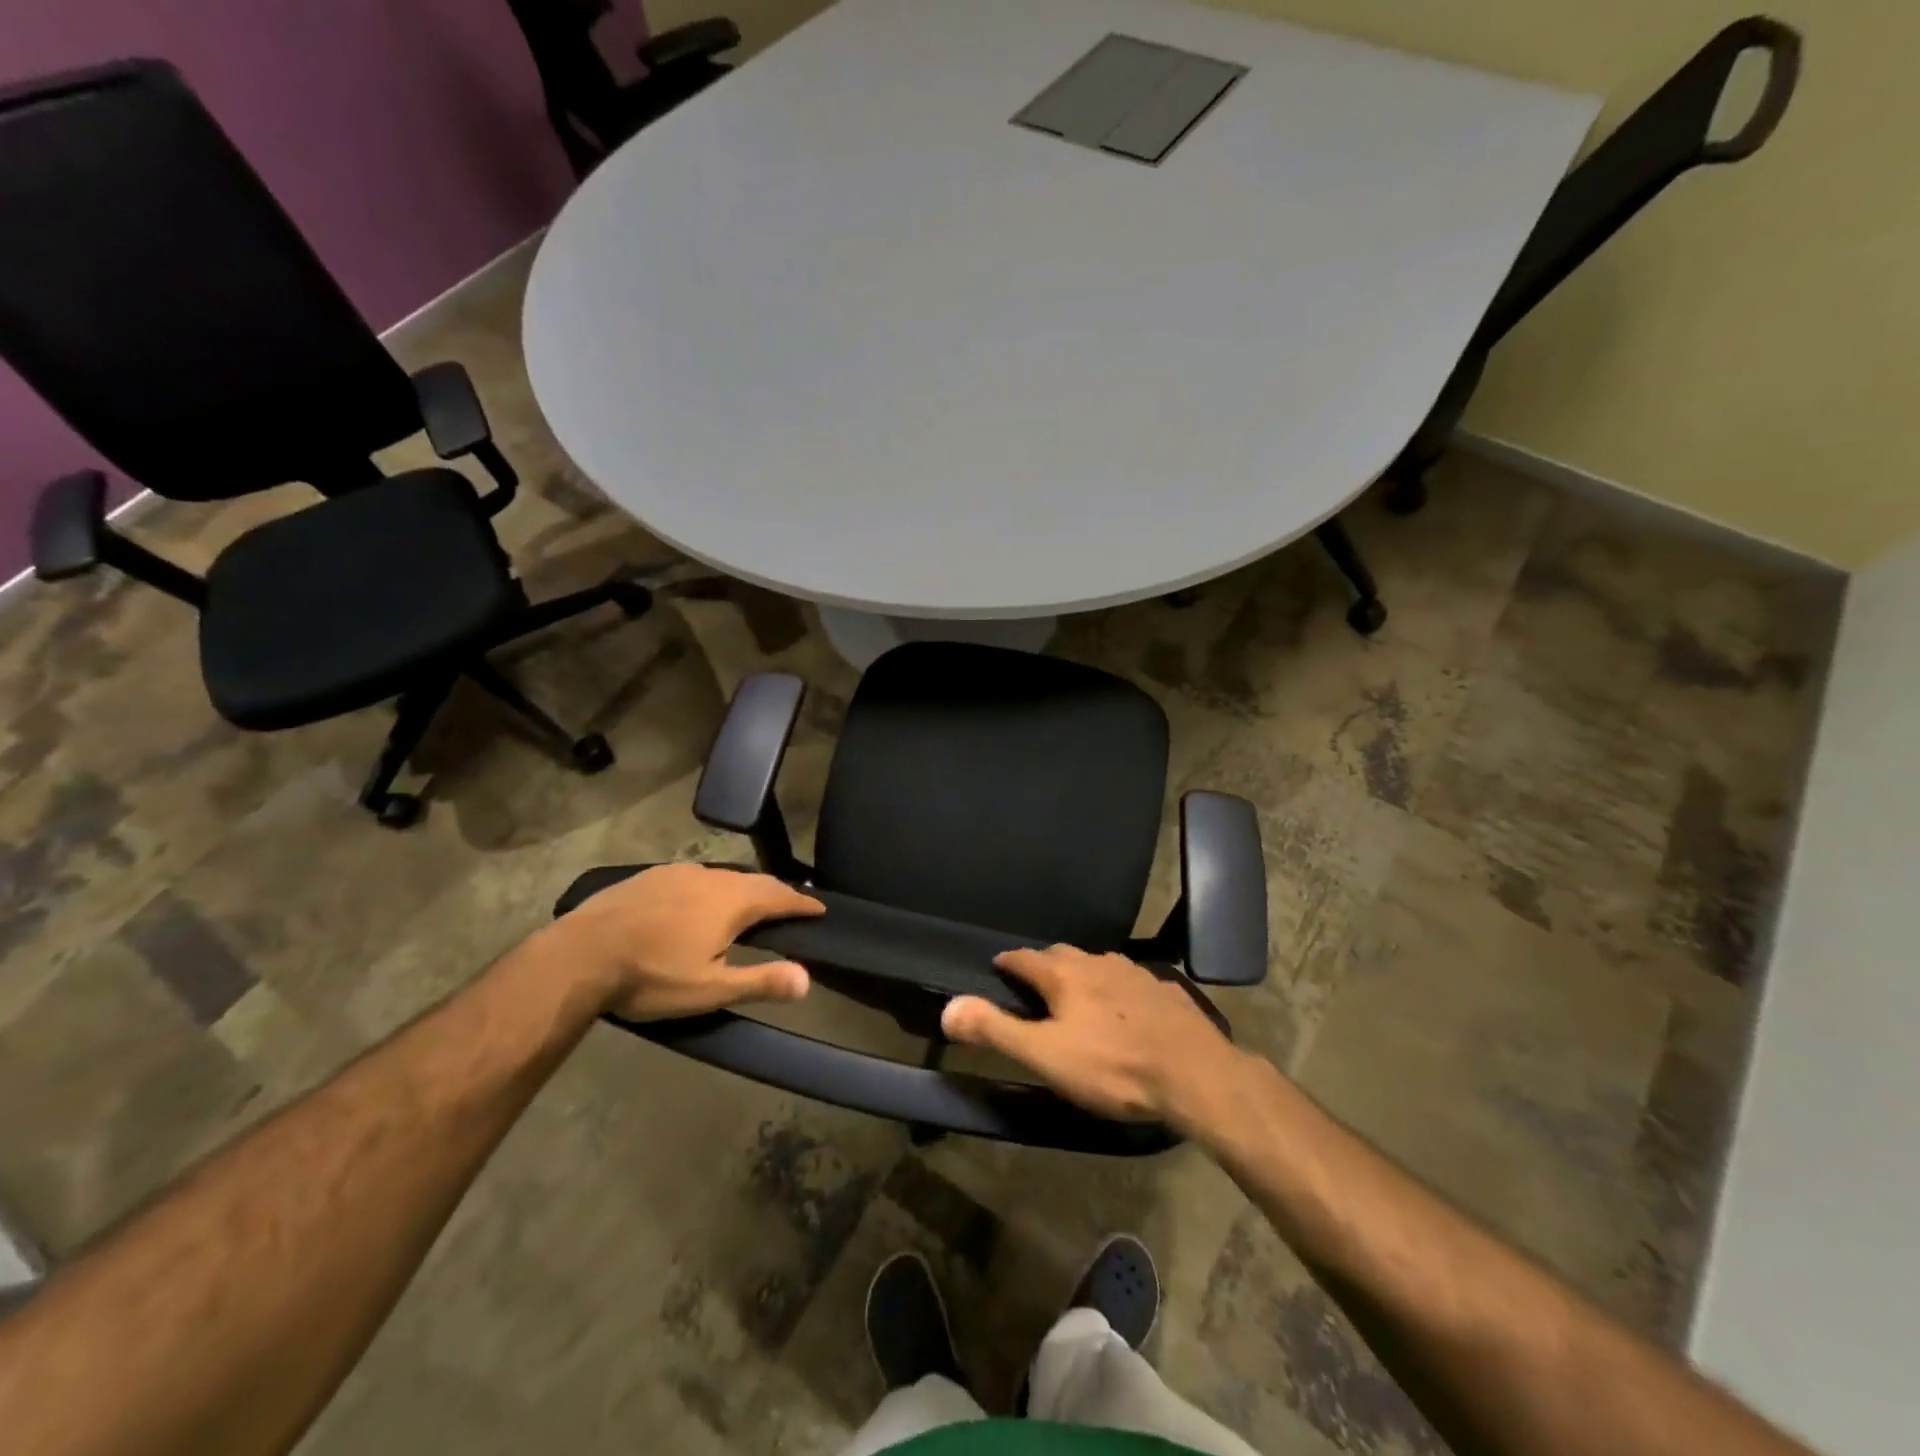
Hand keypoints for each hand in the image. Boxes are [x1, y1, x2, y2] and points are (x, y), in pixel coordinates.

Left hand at [544, 863, 824, 1020]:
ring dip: (744, 888)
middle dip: (777, 893)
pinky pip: (695, 877)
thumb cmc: (652, 976)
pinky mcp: (650, 876)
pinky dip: (712, 888)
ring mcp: (678, 873)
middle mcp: (711, 877)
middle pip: (755, 880)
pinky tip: (699, 901)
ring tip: (750, 902)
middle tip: (791, 905)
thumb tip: (808, 979)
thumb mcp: (711, 989)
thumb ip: (761, 981)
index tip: (820, 908)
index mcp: (732, 901)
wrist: (579, 955)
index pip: (780, 896)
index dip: (802, 903)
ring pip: (723, 876)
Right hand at [941, 944, 1250, 1131]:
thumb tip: (948, 1007)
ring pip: (1099, 965)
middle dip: (1044, 964)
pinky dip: (1116, 988)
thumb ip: (996, 1030)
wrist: (1194, 1073)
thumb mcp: (1046, 1056)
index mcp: (1065, 976)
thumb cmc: (1112, 1066)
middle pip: (1062, 955)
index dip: (1008, 962)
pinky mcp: (1165, 990)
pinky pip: (1131, 980)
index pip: (1025, 958)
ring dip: (1081, 973)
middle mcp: (1098, 963)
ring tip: (1076, 992)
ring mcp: (1135, 974)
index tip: (998, 966)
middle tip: (1034, 982)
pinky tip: (1124, 1006)